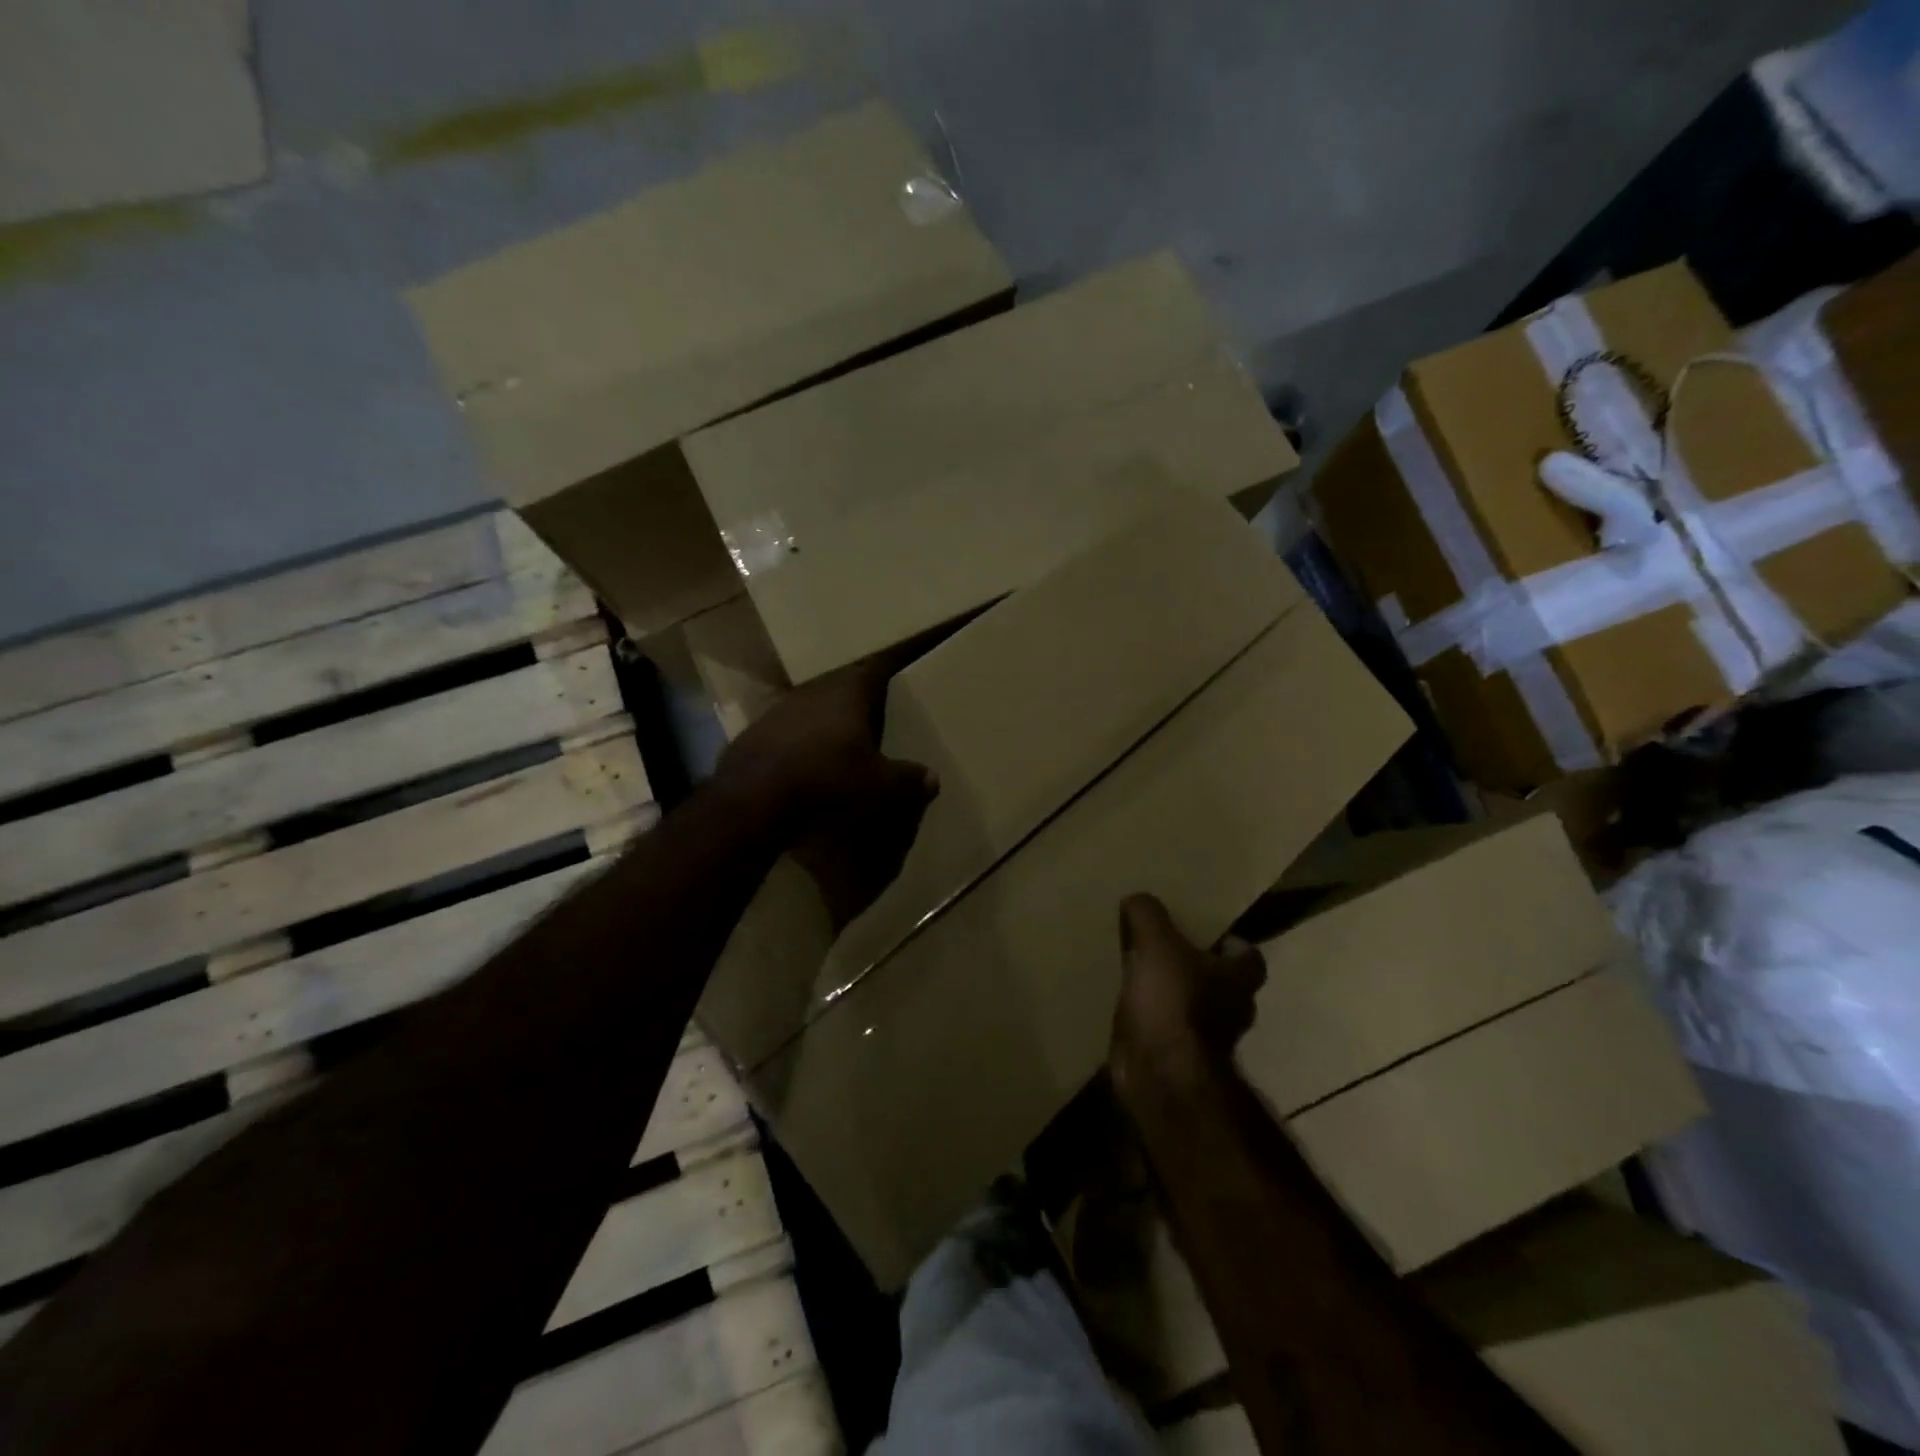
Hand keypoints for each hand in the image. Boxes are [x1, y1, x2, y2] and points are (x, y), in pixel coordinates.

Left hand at [717, 646, 938, 929]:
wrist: (754, 799)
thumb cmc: (827, 781)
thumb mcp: (878, 785)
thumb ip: (907, 779)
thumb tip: (933, 778)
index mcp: (848, 692)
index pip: (875, 668)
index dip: (890, 666)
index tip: (901, 665)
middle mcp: (812, 691)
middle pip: (841, 686)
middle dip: (857, 697)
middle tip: (876, 708)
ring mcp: (778, 711)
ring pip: (811, 707)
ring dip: (825, 720)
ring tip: (841, 737)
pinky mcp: (753, 735)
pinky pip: (786, 732)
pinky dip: (799, 743)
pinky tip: (804, 762)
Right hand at [1111, 894, 1264, 1084]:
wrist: (1159, 1074)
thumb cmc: (1172, 1002)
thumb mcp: (1156, 942)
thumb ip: (1148, 914)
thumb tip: (1138, 899)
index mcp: (1239, 978)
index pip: (1247, 954)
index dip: (1227, 940)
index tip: (1199, 929)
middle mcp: (1232, 1009)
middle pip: (1219, 980)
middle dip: (1195, 965)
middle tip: (1162, 944)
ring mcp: (1207, 1038)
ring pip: (1192, 1005)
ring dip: (1171, 992)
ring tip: (1138, 970)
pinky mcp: (1177, 1056)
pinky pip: (1165, 1026)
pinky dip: (1151, 1016)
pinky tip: (1126, 1001)